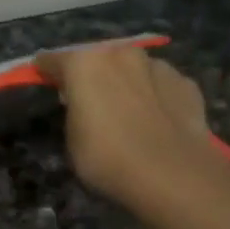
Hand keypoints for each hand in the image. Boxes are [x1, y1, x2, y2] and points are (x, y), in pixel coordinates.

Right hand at [35, 43, 224, 209]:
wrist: (172, 174)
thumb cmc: (107, 158)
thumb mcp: (73, 140)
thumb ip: (74, 112)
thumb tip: (84, 105)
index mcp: (85, 64)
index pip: (54, 60)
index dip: (46, 71)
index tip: (43, 80)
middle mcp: (121, 55)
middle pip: (98, 58)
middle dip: (92, 74)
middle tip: (90, 99)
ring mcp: (158, 66)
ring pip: (134, 69)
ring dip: (127, 82)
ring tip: (128, 111)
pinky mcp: (186, 83)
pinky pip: (161, 85)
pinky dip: (155, 96)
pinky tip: (157, 120)